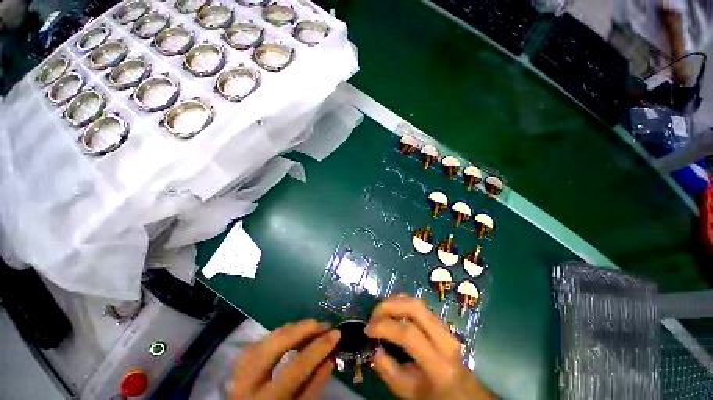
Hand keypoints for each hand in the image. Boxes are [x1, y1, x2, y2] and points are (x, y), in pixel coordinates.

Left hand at [231, 319, 340, 399]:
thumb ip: (314, 385)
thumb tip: (330, 356)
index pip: (296, 368)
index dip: (318, 348)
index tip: (336, 333)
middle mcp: (246, 383)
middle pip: (275, 345)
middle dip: (302, 329)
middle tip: (321, 324)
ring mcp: (238, 371)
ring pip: (266, 338)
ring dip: (291, 329)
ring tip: (310, 327)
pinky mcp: (239, 364)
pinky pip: (260, 341)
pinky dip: (279, 335)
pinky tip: (291, 334)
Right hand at [366, 296, 496, 399]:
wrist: (464, 392)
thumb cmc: (435, 395)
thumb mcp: (409, 392)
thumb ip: (388, 371)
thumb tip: (373, 347)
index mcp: (438, 363)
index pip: (409, 334)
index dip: (384, 326)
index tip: (367, 330)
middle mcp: (444, 338)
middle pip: (415, 307)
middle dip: (389, 305)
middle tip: (373, 315)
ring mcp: (444, 326)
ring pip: (417, 302)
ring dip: (395, 301)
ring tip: (380, 312)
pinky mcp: (441, 321)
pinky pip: (419, 305)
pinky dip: (402, 302)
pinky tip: (393, 310)